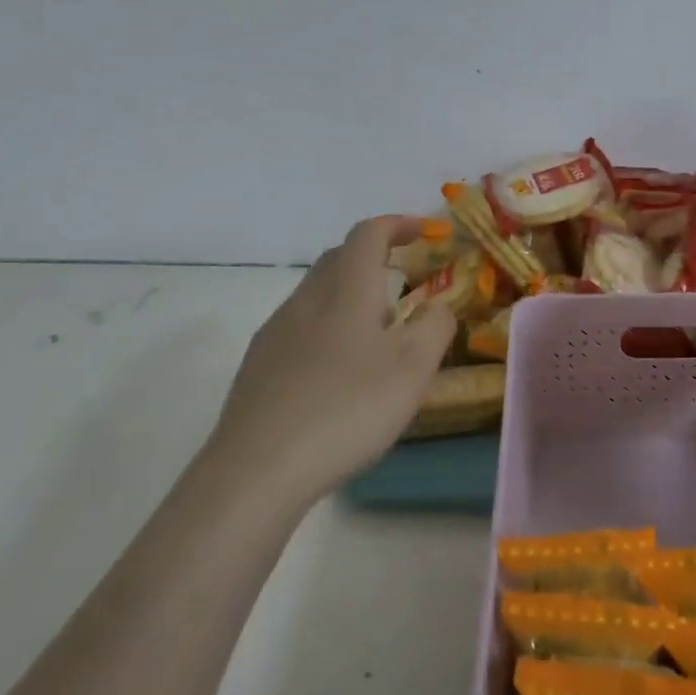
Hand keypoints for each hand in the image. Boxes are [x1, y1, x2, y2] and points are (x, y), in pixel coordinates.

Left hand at [211, 217, 456, 500]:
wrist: (257, 470)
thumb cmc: (347, 408)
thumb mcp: (413, 368)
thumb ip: (435, 326)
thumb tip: (438, 306)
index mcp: (346, 290)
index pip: (368, 234)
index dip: (397, 224)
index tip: (424, 232)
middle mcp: (306, 300)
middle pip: (338, 258)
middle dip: (372, 255)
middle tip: (403, 278)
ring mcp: (276, 333)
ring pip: (316, 294)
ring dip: (349, 294)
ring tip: (377, 330)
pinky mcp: (258, 367)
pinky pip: (299, 327)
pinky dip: (327, 327)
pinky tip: (339, 369)